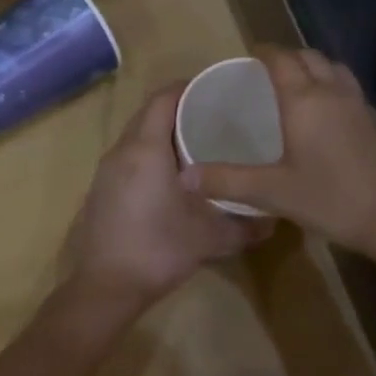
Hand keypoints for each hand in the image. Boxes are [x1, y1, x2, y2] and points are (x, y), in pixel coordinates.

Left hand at [62, 83, 271, 311]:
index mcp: (146, 148)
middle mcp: (122, 150)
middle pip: (148, 113)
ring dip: (161, 132)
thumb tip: (275, 219)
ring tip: (195, 143)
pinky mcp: (100, 190)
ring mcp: (106, 170)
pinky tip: (170, 175)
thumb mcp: (210, 238)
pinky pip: (127, 156)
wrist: (105, 288)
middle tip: (212, 116)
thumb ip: (246, 226)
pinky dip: (148, 153)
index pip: (163, 98)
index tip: (215, 91)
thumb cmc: (158, 250)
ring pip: (136, 135)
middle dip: (177, 108)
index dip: (187, 88)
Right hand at [178, 45, 375, 260]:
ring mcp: (361, 106)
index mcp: (305, 99)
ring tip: (298, 84)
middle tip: (268, 70)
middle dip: (288, 56)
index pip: (281, 59)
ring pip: (335, 69)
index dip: (264, 52)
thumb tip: (185, 175)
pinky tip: (327, 115)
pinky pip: (350, 89)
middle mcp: (333, 93)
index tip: (249, 53)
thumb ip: (228, 181)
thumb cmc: (334, 198)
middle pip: (310, 57)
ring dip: (315, 67)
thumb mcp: (274, 192)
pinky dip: (333, 87)